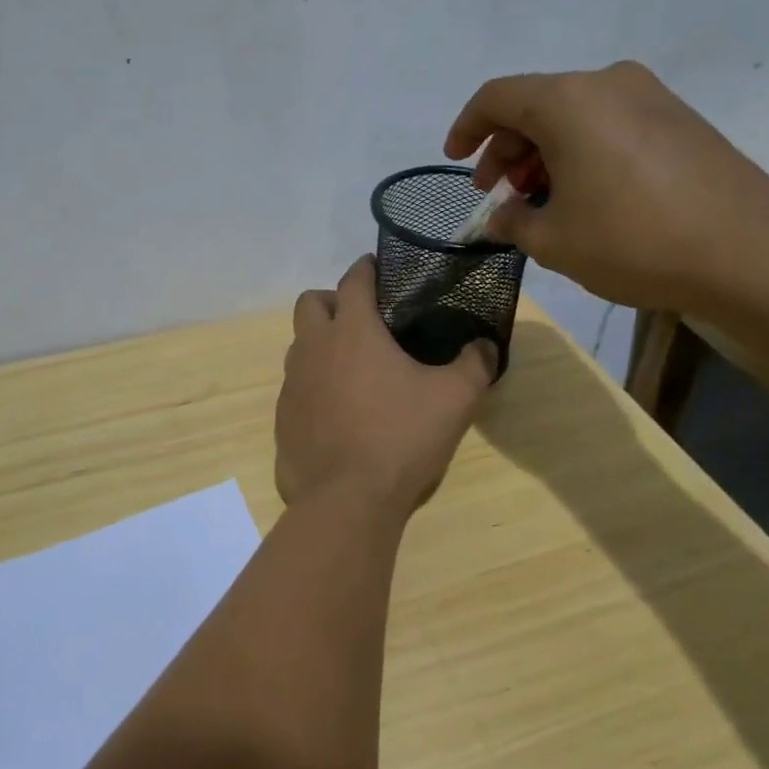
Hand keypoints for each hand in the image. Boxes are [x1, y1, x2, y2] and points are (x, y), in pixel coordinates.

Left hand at [275, 256, 496, 513]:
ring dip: (321, 344)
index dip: (368, 269)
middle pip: (311, 303)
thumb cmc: (401, 437)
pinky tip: (339, 412)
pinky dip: (314, 385)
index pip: (354, 279)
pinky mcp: (283, 418)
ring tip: (354, 369)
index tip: (380, 269)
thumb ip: (474, 365)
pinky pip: (296, 386)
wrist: (346, 500)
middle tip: (364, 322)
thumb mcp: (454, 399)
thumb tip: (485, 346)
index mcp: (352, 330)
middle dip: (334, 302)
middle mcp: (313, 348)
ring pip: (300, 345)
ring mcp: (292, 384)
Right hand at [443, 61, 768, 310]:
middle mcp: (607, 83)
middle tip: (497, 193)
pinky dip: (580, 151)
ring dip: (543, 152)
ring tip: (537, 200)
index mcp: (567, 101)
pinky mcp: (678, 118)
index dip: (466, 127)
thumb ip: (512, 220)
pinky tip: (582, 194)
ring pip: (573, 114)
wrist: (746, 250)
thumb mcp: (552, 240)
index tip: (454, 159)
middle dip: (506, 148)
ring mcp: (650, 96)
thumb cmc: (632, 241)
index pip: (496, 97)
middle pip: (535, 104)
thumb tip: (502, 214)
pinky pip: (608, 123)